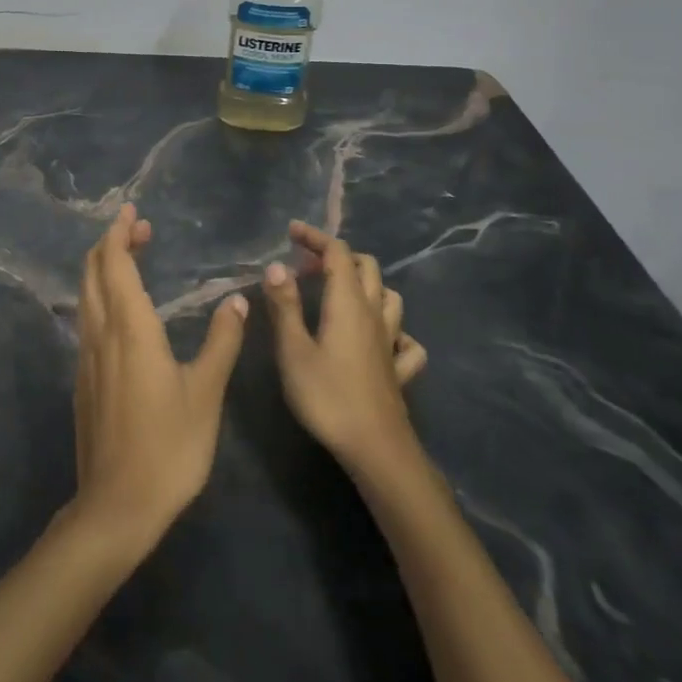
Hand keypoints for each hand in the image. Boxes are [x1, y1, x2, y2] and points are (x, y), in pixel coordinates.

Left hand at [72, 204, 247, 544]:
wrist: (116, 507)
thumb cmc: (169, 448)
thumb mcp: (206, 393)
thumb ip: (222, 342)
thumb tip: (237, 301)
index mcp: (130, 328)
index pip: (116, 263)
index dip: (121, 233)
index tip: (133, 212)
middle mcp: (101, 333)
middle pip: (94, 271)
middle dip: (112, 242)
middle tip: (140, 229)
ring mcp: (87, 356)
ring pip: (86, 294)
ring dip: (104, 267)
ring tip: (132, 258)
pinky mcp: (82, 378)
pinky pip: (87, 318)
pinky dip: (100, 295)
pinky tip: (122, 310)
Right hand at [264, 220, 428, 472]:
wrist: (376, 449)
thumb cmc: (328, 397)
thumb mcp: (293, 350)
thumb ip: (284, 306)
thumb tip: (276, 266)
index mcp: (348, 302)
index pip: (337, 253)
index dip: (316, 237)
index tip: (291, 232)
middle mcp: (374, 314)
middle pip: (366, 267)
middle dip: (337, 256)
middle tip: (307, 267)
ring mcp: (391, 342)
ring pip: (389, 297)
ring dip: (366, 285)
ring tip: (340, 294)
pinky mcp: (399, 370)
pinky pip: (405, 340)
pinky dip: (393, 330)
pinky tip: (380, 341)